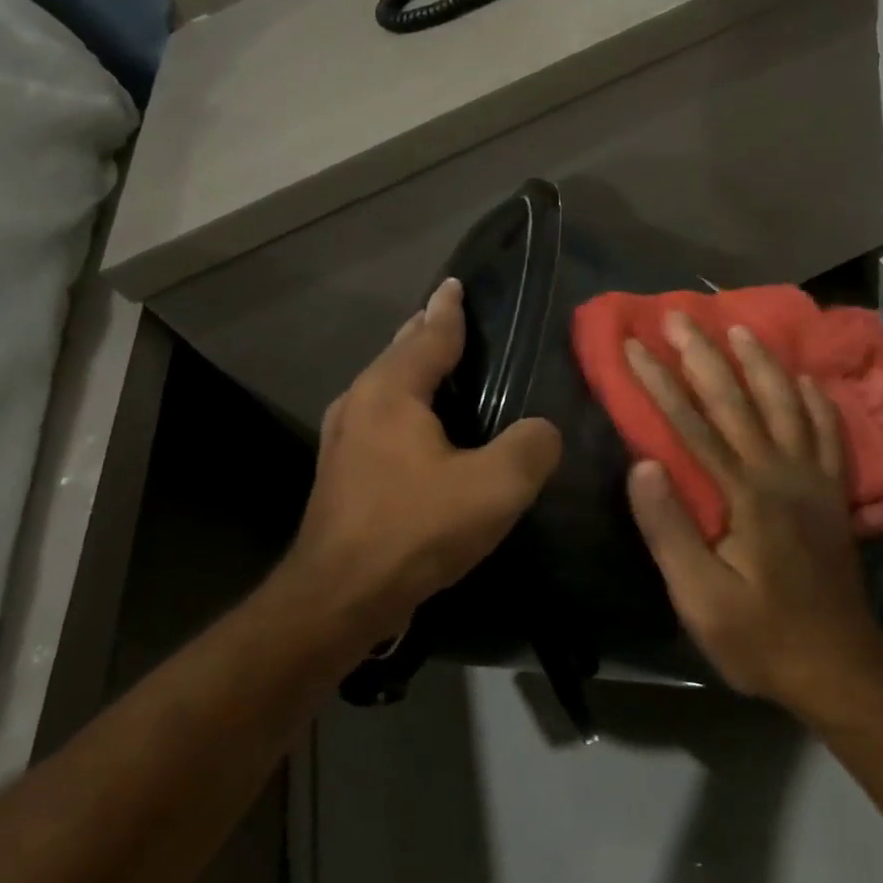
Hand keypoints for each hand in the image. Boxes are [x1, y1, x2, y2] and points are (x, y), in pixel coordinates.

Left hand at [278, 278, 561, 653]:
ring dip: (415, 371)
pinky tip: (428, 428)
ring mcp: (344, 439)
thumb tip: (544, 430)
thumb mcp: (495, 486)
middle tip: (457, 319)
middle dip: (426, 333)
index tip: (456, 283)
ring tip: (446, 367)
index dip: (448, 309)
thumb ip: (531, 446)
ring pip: (387, 387)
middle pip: (400, 353)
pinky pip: (383, 418)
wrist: (338, 599)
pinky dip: (408, 406)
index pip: (428, 334)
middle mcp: (360, 403)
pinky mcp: (343, 472)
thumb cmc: (415, 529)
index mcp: (391, 391)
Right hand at [623, 312, 882, 712]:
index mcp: (744, 494)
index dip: (658, 382)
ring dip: (761, 362)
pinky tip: (804, 379)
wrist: (840, 664)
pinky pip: (827, 432)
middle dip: (704, 354)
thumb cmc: (761, 635)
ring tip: (740, 327)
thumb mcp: (701, 599)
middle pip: (738, 400)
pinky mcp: (833, 492)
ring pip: (786, 404)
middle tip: (680, 314)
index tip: (633, 344)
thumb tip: (642, 464)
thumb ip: (672, 530)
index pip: (692, 425)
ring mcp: (813, 479)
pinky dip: (814, 400)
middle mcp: (781, 472)